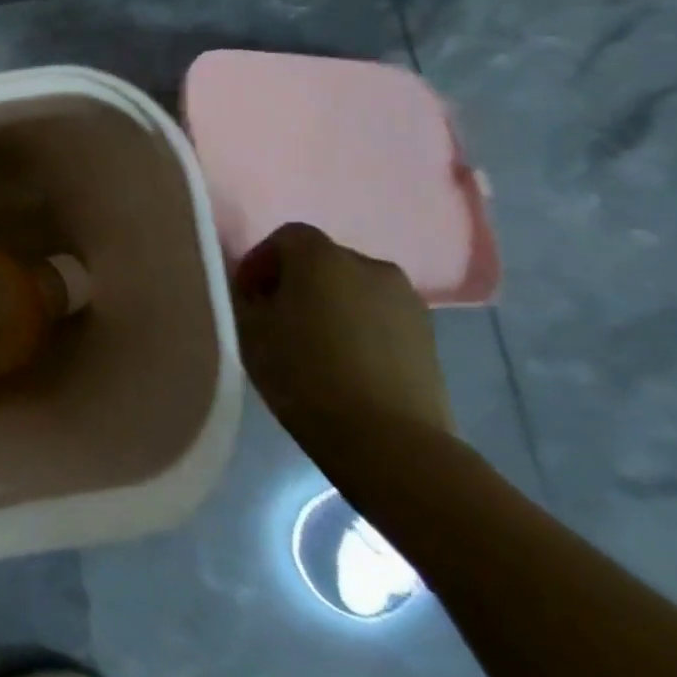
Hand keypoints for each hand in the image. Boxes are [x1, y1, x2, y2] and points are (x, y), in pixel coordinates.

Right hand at [232, 223, 454, 453]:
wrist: (388, 440)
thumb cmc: (303, 374)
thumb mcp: (249, 331)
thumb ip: (247, 297)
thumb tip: (256, 291)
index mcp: (322, 257)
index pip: (285, 237)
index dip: (261, 262)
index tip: (246, 296)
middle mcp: (369, 265)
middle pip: (323, 261)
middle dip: (297, 281)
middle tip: (276, 318)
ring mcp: (407, 300)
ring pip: (354, 289)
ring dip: (331, 304)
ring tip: (312, 342)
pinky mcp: (429, 336)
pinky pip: (380, 316)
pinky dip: (359, 327)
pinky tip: (345, 362)